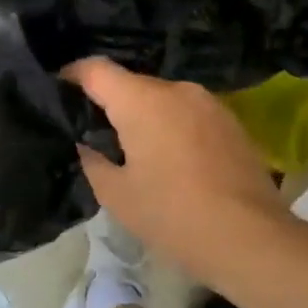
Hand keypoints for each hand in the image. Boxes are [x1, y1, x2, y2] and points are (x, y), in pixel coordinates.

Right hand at [63, 57, 287, 283]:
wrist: (249, 238)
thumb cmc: (172, 215)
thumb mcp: (116, 195)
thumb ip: (92, 162)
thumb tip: (85, 145)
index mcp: (141, 101)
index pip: (96, 69)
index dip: (71, 75)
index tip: (58, 90)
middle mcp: (176, 90)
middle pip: (131, 84)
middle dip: (110, 102)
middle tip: (94, 134)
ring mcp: (209, 103)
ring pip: (163, 99)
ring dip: (145, 116)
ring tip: (134, 150)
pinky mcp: (232, 122)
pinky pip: (188, 114)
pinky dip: (172, 127)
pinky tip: (171, 160)